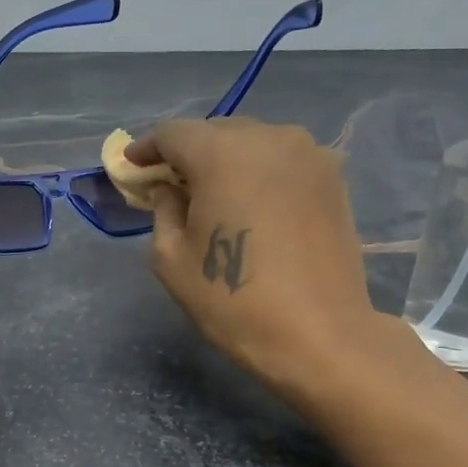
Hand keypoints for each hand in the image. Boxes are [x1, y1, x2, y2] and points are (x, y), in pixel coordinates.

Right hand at [128, 117, 425, 401]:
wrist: (319, 335)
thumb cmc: (233, 300)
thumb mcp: (172, 259)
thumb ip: (162, 210)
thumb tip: (168, 189)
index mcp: (222, 153)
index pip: (173, 133)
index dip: (147, 148)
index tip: (133, 166)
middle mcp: (269, 138)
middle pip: (216, 131)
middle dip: (189, 153)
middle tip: (171, 185)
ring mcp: (309, 154)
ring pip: (254, 143)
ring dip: (228, 160)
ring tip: (215, 193)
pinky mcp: (333, 178)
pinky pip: (284, 161)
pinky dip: (261, 172)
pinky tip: (254, 202)